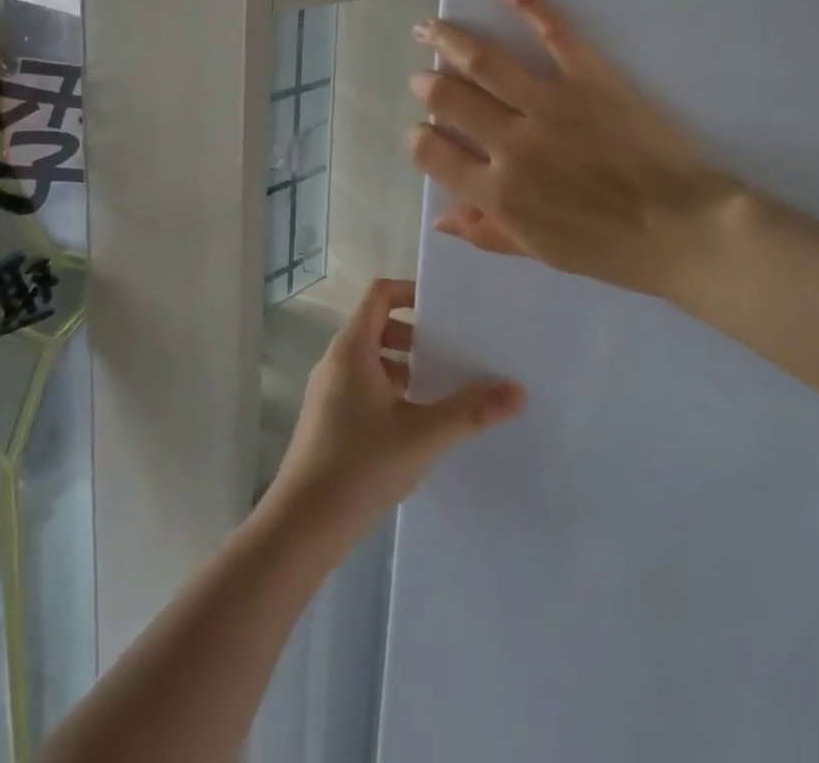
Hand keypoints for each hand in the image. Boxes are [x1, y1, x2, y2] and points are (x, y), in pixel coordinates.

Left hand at [265, 278, 524, 539]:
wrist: (301, 527)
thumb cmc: (359, 466)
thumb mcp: (422, 436)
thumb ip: (469, 411)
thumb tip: (517, 390)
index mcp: (352, 348)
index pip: (379, 294)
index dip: (410, 291)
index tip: (444, 309)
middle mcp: (336, 361)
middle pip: (377, 326)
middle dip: (415, 336)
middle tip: (451, 354)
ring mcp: (328, 391)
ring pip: (371, 360)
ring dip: (404, 367)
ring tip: (440, 391)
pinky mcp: (328, 420)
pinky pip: (363, 387)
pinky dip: (390, 391)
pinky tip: (416, 426)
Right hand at [408, 0, 746, 300]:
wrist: (682, 228)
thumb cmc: (609, 248)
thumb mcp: (540, 253)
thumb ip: (486, 233)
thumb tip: (439, 218)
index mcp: (497, 191)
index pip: (431, 153)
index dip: (419, 139)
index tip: (425, 134)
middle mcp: (511, 142)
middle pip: (449, 99)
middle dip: (427, 84)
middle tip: (423, 77)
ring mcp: (549, 104)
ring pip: (483, 61)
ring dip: (448, 39)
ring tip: (429, 27)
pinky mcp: (588, 77)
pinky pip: (552, 32)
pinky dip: (525, 4)